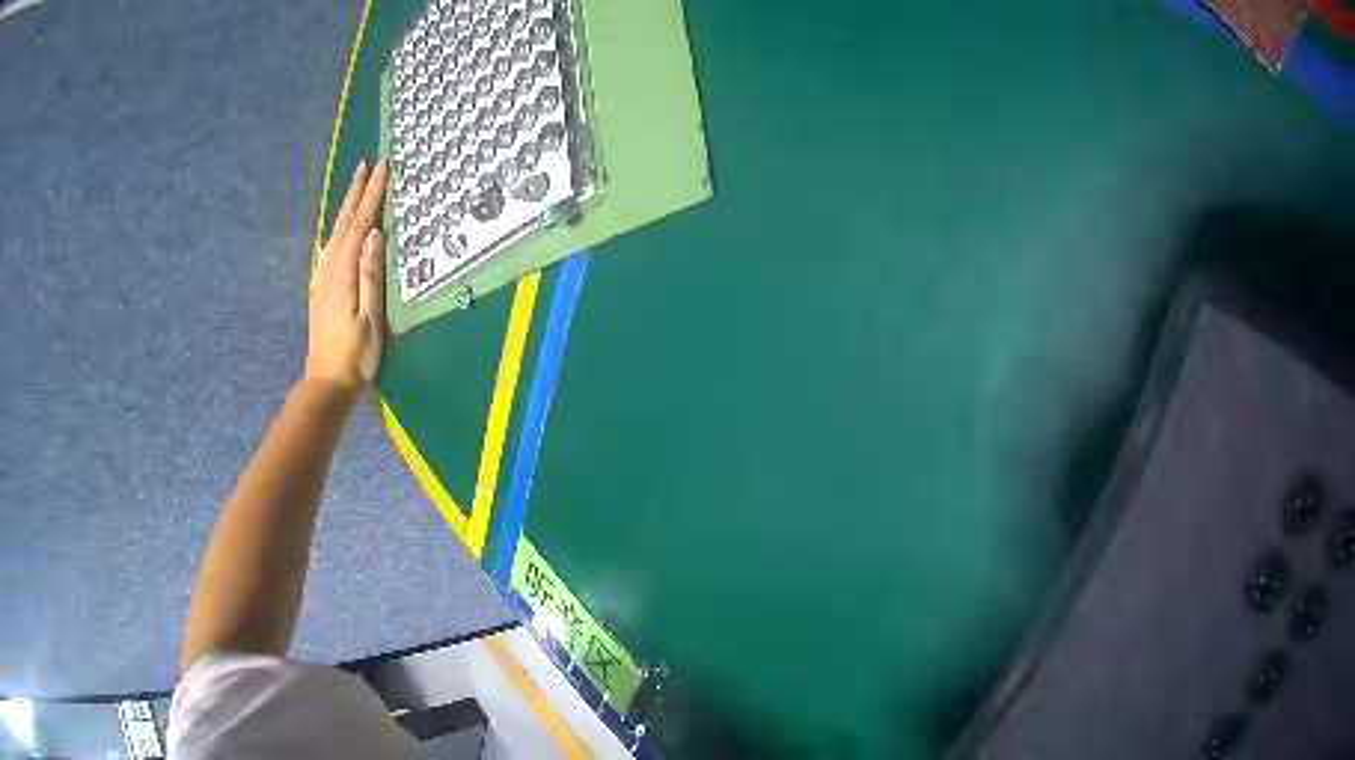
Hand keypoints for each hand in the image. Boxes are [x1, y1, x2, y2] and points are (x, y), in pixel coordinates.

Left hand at [305, 162, 388, 390]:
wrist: (327, 381)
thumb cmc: (356, 355)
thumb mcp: (370, 318)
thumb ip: (371, 276)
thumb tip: (375, 235)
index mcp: (344, 274)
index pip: (361, 226)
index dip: (372, 197)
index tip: (383, 169)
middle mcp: (330, 269)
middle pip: (344, 223)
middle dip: (356, 192)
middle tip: (366, 164)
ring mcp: (323, 278)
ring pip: (336, 232)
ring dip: (347, 205)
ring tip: (356, 183)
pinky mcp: (323, 287)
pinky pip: (332, 245)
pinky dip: (340, 225)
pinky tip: (343, 223)